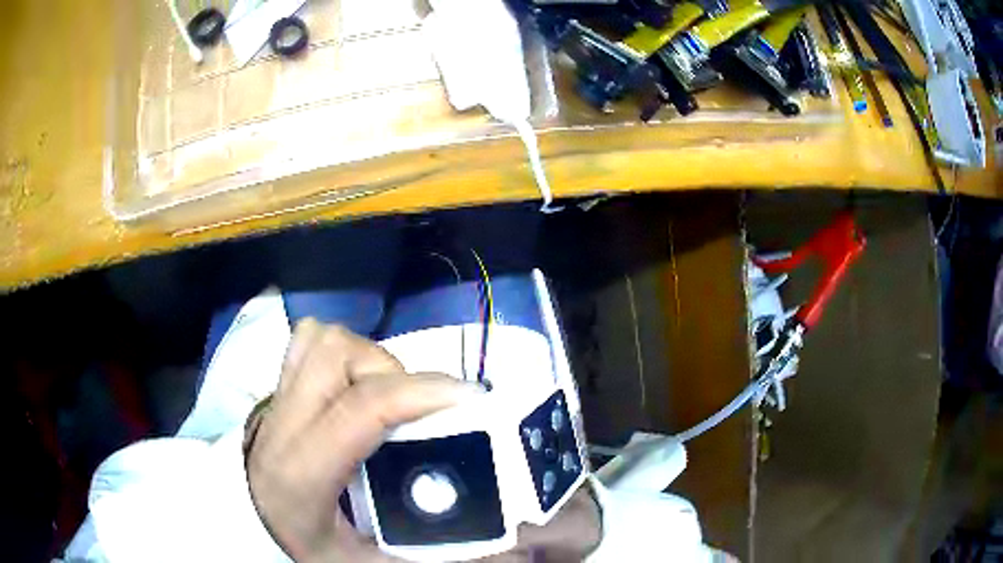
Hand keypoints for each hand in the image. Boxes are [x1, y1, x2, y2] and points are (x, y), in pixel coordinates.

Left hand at [245, 320, 600, 561]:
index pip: (361, 409)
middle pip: (339, 356)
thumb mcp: (366, 561)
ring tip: (390, 394)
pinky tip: (358, 379)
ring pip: (324, 340)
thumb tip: (499, 550)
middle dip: (394, 373)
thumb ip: (428, 552)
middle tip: (420, 407)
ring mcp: (277, 398)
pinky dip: (342, 349)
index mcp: (304, 471)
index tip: (469, 396)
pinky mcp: (279, 386)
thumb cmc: (304, 543)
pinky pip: (308, 341)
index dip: (420, 393)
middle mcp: (285, 423)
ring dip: (370, 358)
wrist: (250, 520)